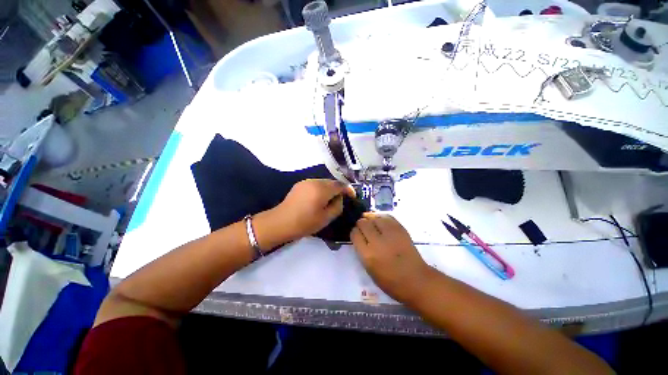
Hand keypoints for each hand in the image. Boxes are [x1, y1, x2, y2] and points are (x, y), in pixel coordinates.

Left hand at [257, 179, 354, 247]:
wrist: (280, 222)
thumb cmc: (305, 223)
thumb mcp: (326, 218)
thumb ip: (338, 206)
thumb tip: (339, 198)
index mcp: (322, 189)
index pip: (340, 185)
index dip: (348, 190)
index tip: (352, 196)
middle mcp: (315, 181)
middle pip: (332, 182)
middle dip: (339, 189)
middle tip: (341, 200)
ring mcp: (306, 181)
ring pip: (323, 182)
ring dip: (329, 189)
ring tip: (330, 200)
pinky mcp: (300, 184)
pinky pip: (315, 184)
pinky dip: (321, 189)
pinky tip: (318, 199)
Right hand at [351, 213, 433, 303]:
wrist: (416, 280)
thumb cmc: (391, 282)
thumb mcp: (370, 270)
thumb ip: (362, 252)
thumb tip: (360, 237)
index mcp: (368, 255)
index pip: (355, 234)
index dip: (354, 232)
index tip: (357, 234)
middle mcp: (377, 242)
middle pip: (363, 224)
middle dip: (361, 224)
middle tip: (364, 228)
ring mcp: (390, 234)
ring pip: (374, 218)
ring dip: (371, 220)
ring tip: (372, 223)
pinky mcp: (401, 230)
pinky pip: (387, 217)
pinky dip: (382, 218)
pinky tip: (381, 221)